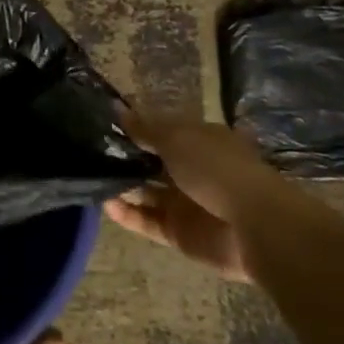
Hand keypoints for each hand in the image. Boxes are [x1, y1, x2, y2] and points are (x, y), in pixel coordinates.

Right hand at [104, 112, 306, 282]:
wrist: (254, 227)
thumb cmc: (217, 170)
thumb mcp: (177, 139)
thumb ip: (145, 129)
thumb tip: (119, 111)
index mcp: (199, 142)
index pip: (162, 131)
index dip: (135, 128)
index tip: (102, 125)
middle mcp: (191, 170)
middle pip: (150, 162)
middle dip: (123, 158)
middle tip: (88, 152)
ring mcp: (184, 203)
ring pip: (145, 192)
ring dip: (121, 186)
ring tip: (90, 177)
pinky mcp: (177, 232)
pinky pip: (145, 221)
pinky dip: (126, 213)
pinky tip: (105, 203)